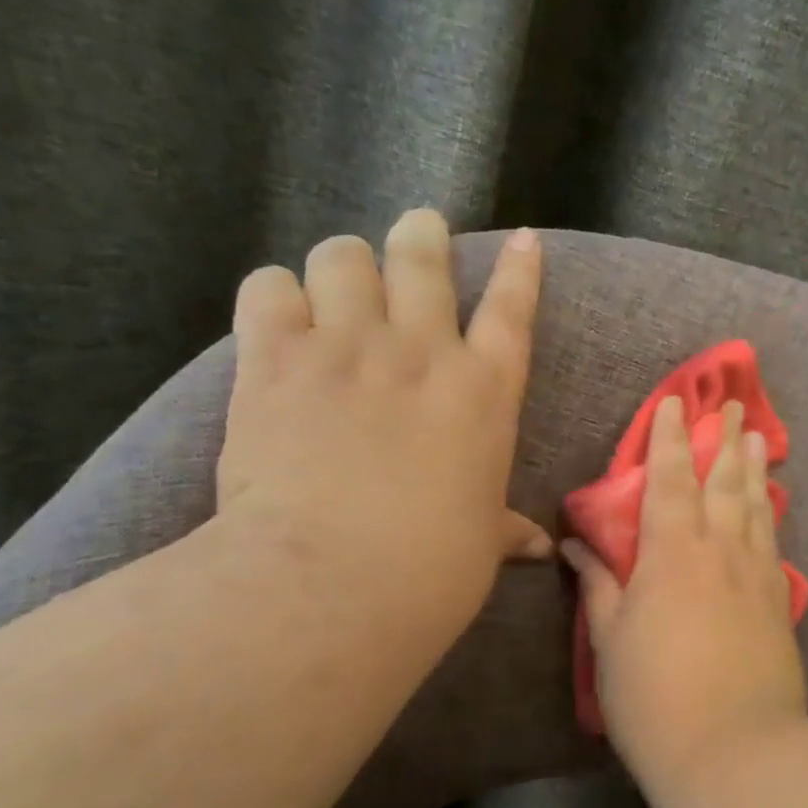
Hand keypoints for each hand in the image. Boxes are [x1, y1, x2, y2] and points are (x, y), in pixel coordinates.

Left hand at [217, 211, 548, 652]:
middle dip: (422, 234)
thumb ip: (505, 530)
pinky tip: (280, 315)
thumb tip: (538, 548)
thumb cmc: (433, 567)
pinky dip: (276, 294)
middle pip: (423, 257)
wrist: (336, 577)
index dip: (521, 270)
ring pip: (342, 256)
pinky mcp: (275, 359)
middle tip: (420, 230)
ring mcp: (348, 348)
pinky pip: (269, 288)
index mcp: (484, 393)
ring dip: (344, 263)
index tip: (523, 240)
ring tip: (340, 281)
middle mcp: (422, 352)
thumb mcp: (481, 543)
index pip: (512, 311)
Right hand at [563, 396, 807, 776]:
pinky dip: (770, 516)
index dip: (670, 439)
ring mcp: (756, 576)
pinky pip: (773, 543)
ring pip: (756, 507)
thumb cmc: (655, 698)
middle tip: (732, 405)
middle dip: (723, 440)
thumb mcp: (610, 643)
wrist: (735, 750)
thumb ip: (598, 587)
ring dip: (754, 469)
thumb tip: (577, 547)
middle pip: (724, 483)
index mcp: (672, 553)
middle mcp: (720, 551)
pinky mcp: (779, 603)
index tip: (675, 403)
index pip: (669, 480)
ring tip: (757, 439)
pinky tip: (771, 509)